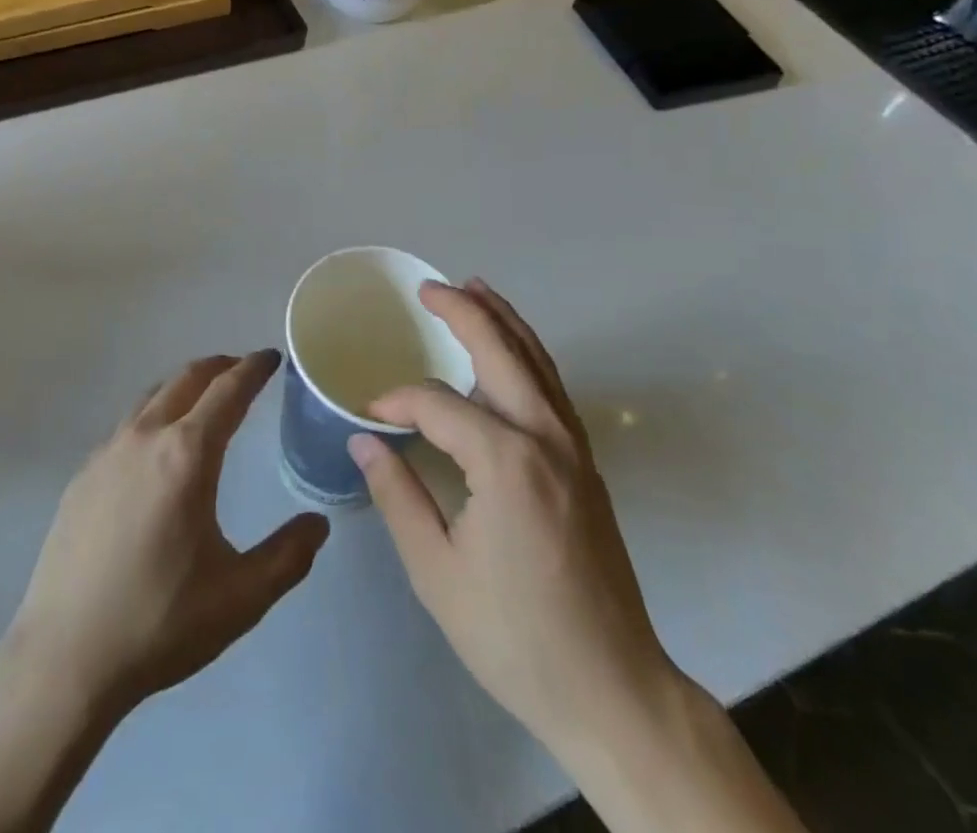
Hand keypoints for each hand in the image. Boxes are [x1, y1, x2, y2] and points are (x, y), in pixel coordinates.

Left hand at [7, 349, 329, 711]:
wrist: (64, 657)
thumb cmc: (160, 622)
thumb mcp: (240, 597)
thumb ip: (288, 556)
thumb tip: (318, 523)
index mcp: (187, 455)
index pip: (228, 390)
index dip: (253, 369)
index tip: (271, 357)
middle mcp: (145, 438)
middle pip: (187, 378)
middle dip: (220, 366)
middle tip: (243, 370)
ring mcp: (107, 453)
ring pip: (152, 396)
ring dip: (184, 386)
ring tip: (203, 399)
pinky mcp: (82, 475)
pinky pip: (127, 426)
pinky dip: (154, 415)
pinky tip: (157, 449)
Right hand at [348, 281, 676, 755]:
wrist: (612, 688)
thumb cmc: (514, 636)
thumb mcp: (437, 573)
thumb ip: (397, 495)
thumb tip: (364, 441)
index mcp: (506, 462)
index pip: (438, 404)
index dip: (398, 401)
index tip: (369, 413)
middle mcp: (545, 438)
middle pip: (501, 352)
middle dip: (463, 312)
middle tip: (428, 287)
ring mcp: (574, 447)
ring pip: (537, 361)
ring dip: (504, 321)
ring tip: (474, 289)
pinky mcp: (586, 462)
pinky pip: (552, 387)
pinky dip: (528, 354)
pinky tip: (510, 351)